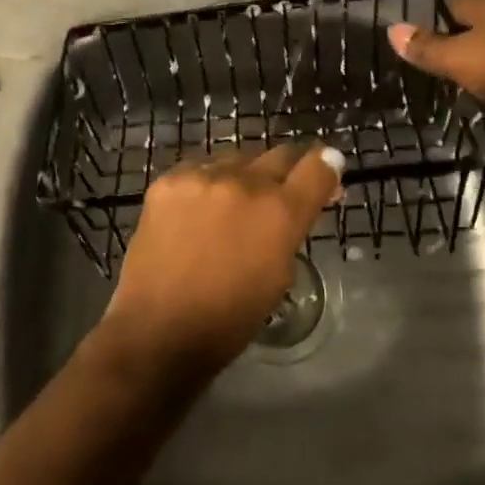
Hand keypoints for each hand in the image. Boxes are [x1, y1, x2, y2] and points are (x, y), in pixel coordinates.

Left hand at [102, 143, 343, 378]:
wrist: (156, 329)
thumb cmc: (228, 320)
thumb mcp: (278, 276)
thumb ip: (291, 231)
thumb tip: (298, 208)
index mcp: (280, 212)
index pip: (318, 166)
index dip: (327, 166)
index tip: (327, 171)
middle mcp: (245, 183)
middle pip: (279, 155)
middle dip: (287, 171)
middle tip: (281, 192)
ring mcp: (203, 177)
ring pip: (237, 159)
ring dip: (244, 177)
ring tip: (232, 206)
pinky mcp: (168, 180)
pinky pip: (199, 169)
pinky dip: (207, 184)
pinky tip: (198, 209)